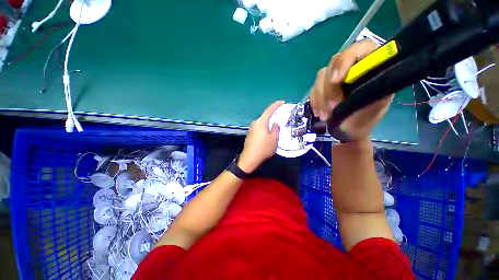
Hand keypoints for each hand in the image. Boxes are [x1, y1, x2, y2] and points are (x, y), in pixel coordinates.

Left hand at [238, 101, 284, 172]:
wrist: (250, 158)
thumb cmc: (263, 148)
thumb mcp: (274, 139)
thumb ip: (276, 129)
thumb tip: (276, 122)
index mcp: (261, 122)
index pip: (269, 110)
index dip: (276, 105)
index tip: (282, 102)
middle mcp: (255, 123)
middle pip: (265, 116)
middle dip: (273, 115)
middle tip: (281, 116)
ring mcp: (251, 129)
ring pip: (262, 122)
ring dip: (269, 122)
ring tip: (276, 126)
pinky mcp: (250, 134)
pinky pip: (259, 127)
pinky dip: (265, 127)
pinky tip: (268, 133)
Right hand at [309, 40, 393, 140]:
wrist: (350, 129)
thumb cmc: (366, 117)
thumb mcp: (374, 104)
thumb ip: (369, 87)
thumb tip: (356, 77)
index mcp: (370, 64)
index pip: (358, 49)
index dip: (345, 61)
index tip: (336, 81)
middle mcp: (351, 65)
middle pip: (333, 64)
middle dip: (330, 89)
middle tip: (333, 109)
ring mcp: (334, 76)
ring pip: (320, 77)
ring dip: (321, 98)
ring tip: (326, 116)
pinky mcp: (322, 86)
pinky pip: (313, 89)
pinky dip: (315, 101)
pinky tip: (319, 113)